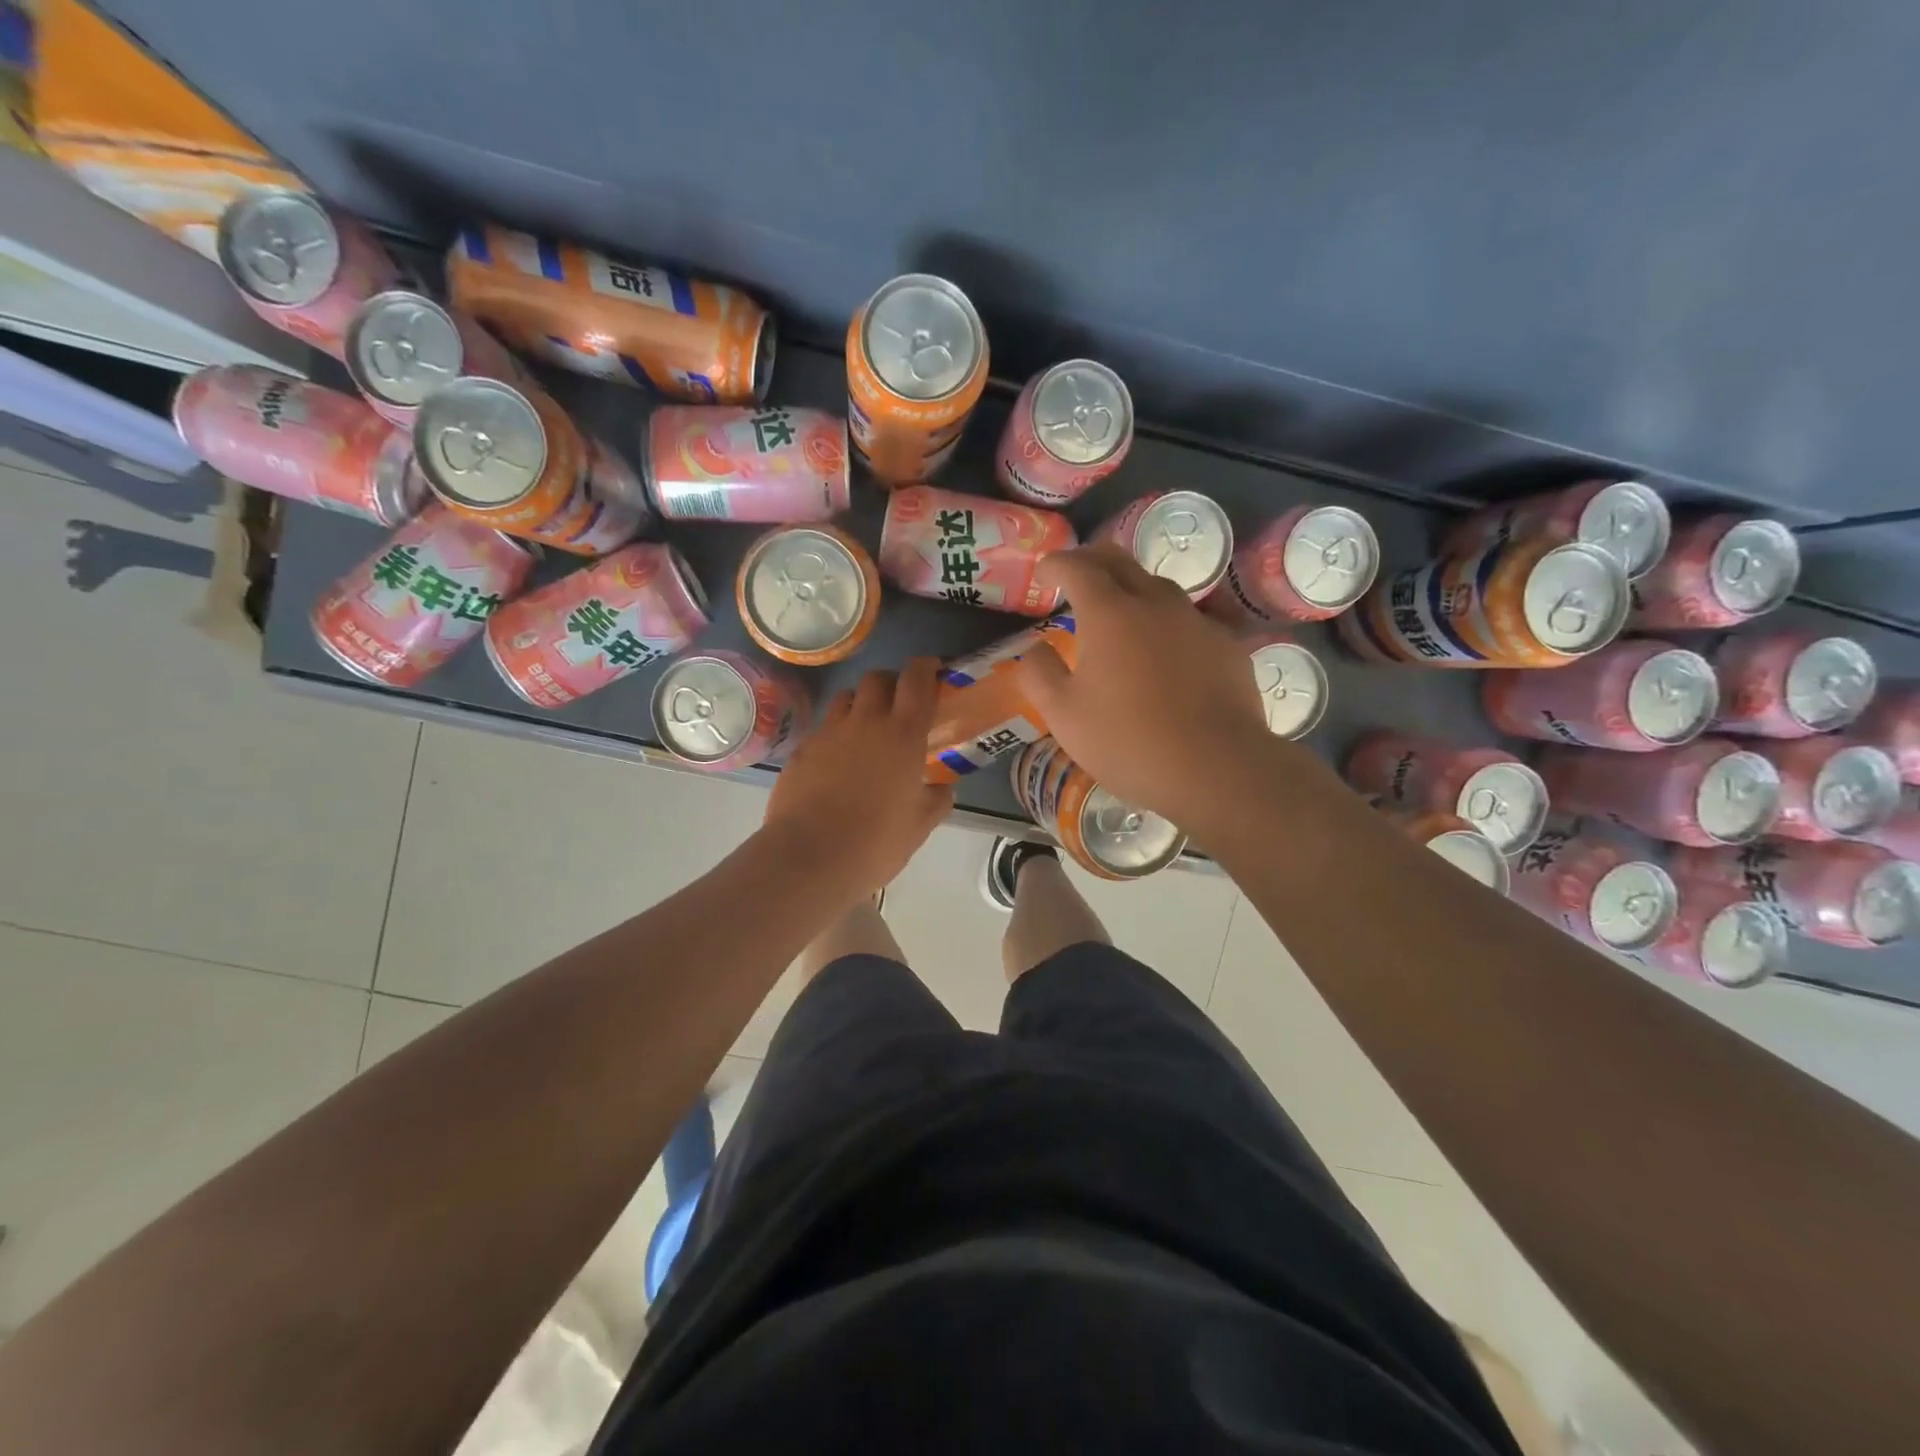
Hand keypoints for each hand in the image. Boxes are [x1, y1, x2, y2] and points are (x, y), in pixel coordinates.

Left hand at [764, 658, 953, 899]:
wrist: (808, 857)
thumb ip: (937, 798)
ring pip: (846, 698)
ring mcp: (828, 733)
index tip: (933, 672)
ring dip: (861, 705)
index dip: (926, 667)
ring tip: (866, 732)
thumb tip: (941, 787)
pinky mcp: (801, 749)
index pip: (916, 678)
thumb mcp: (920, 825)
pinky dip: (836, 735)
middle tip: (900, 708)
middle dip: (892, 684)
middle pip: (877, 678)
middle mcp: (865, 721)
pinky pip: (824, 729)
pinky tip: (838, 763)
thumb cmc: (875, 841)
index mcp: (902, 733)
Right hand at [1014, 544, 1290, 827]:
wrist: (1217, 769)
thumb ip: (1040, 674)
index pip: (1078, 566)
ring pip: (1159, 587)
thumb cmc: (1128, 742)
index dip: (1057, 563)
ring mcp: (1196, 622)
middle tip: (1078, 576)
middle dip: (1093, 560)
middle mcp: (1155, 603)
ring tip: (1121, 612)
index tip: (1045, 570)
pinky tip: (1165, 652)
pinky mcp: (1227, 646)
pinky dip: (1166, 624)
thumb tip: (1037, 648)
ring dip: (1132, 589)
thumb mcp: (1063, 716)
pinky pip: (1189, 620)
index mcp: (1109, 614)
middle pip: (1121, 561)